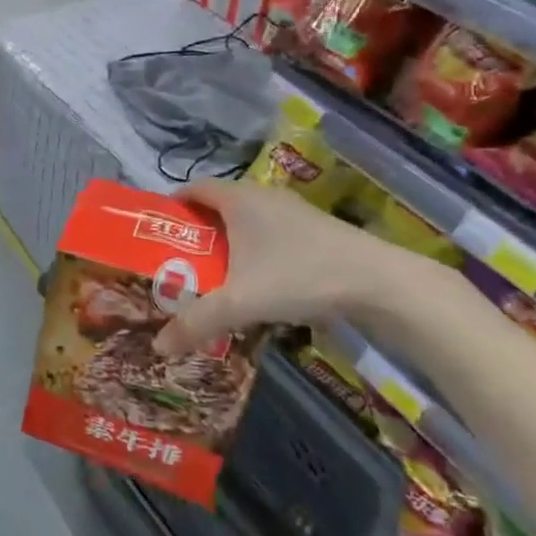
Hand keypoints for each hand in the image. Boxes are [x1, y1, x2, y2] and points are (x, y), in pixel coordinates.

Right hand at [152, 180, 429, 356]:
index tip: (157, 235)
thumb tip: (157, 346)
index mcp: (238, 198)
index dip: (172, 207)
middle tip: (177, 264)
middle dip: (195, 233)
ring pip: (245, 222)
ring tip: (212, 278)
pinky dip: (252, 253)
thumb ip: (196, 322)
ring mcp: (291, 211)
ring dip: (226, 245)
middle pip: (216, 207)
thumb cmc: (299, 275)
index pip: (193, 189)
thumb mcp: (240, 302)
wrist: (378, 281)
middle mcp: (262, 196)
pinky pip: (268, 234)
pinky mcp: (313, 230)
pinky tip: (255, 284)